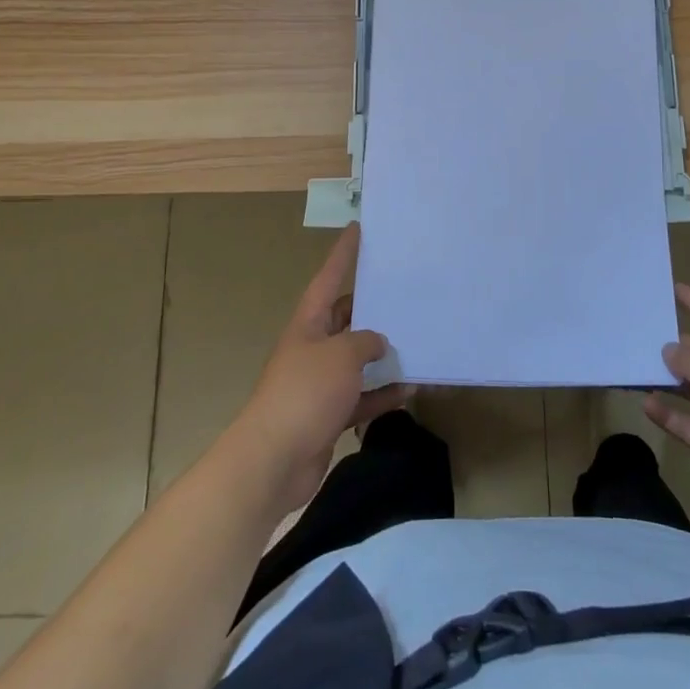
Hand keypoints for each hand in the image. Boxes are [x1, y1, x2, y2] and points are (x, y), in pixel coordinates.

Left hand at [230, 224, 406, 516]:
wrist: (274, 459)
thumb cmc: (305, 392)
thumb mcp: (341, 355)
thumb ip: (365, 342)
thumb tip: (377, 342)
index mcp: (309, 323)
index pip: (328, 278)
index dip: (343, 254)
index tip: (357, 229)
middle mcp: (313, 346)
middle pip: (345, 318)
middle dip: (371, 307)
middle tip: (404, 292)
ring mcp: (319, 382)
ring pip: (356, 359)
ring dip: (382, 355)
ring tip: (415, 341)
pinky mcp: (328, 413)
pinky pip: (361, 396)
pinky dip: (382, 394)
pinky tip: (409, 390)